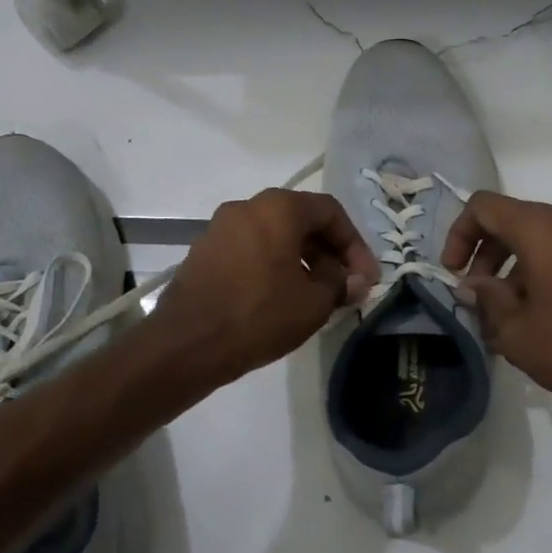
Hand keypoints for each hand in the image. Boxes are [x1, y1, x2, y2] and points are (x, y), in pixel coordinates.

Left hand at [149, 189, 378, 385]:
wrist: (186, 345)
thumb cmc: (259, 316)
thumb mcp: (313, 303)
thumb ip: (341, 283)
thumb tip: (354, 280)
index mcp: (278, 208)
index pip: (330, 211)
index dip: (355, 244)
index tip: (365, 277)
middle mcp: (247, 207)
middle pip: (301, 220)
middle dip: (330, 252)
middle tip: (345, 286)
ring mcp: (220, 228)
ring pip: (275, 235)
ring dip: (303, 259)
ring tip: (317, 295)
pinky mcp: (204, 252)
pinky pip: (251, 249)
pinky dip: (274, 265)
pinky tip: (283, 297)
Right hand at [442, 192, 551, 427]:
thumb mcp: (516, 332)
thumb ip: (487, 298)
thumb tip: (474, 284)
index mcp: (546, 230)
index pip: (485, 207)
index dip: (460, 234)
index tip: (455, 273)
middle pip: (514, 218)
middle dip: (487, 252)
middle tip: (477, 295)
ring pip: (542, 234)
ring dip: (515, 263)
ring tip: (506, 311)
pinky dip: (544, 267)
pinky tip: (540, 312)